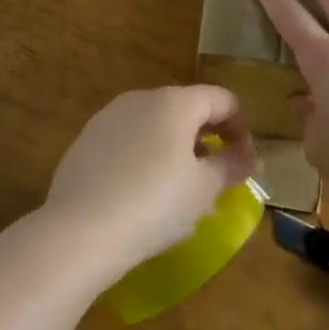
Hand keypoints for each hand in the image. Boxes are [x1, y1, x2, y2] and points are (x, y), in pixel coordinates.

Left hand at [44, 86, 256, 274]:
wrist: (79, 231)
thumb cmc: (154, 205)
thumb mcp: (204, 190)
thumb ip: (231, 166)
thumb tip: (248, 156)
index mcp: (175, 102)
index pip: (222, 99)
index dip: (241, 127)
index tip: (243, 162)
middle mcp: (141, 98)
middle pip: (186, 107)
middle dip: (207, 137)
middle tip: (215, 177)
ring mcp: (109, 116)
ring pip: (155, 123)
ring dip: (175, 146)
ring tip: (178, 187)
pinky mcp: (86, 139)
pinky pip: (127, 140)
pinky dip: (144, 156)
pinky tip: (140, 192)